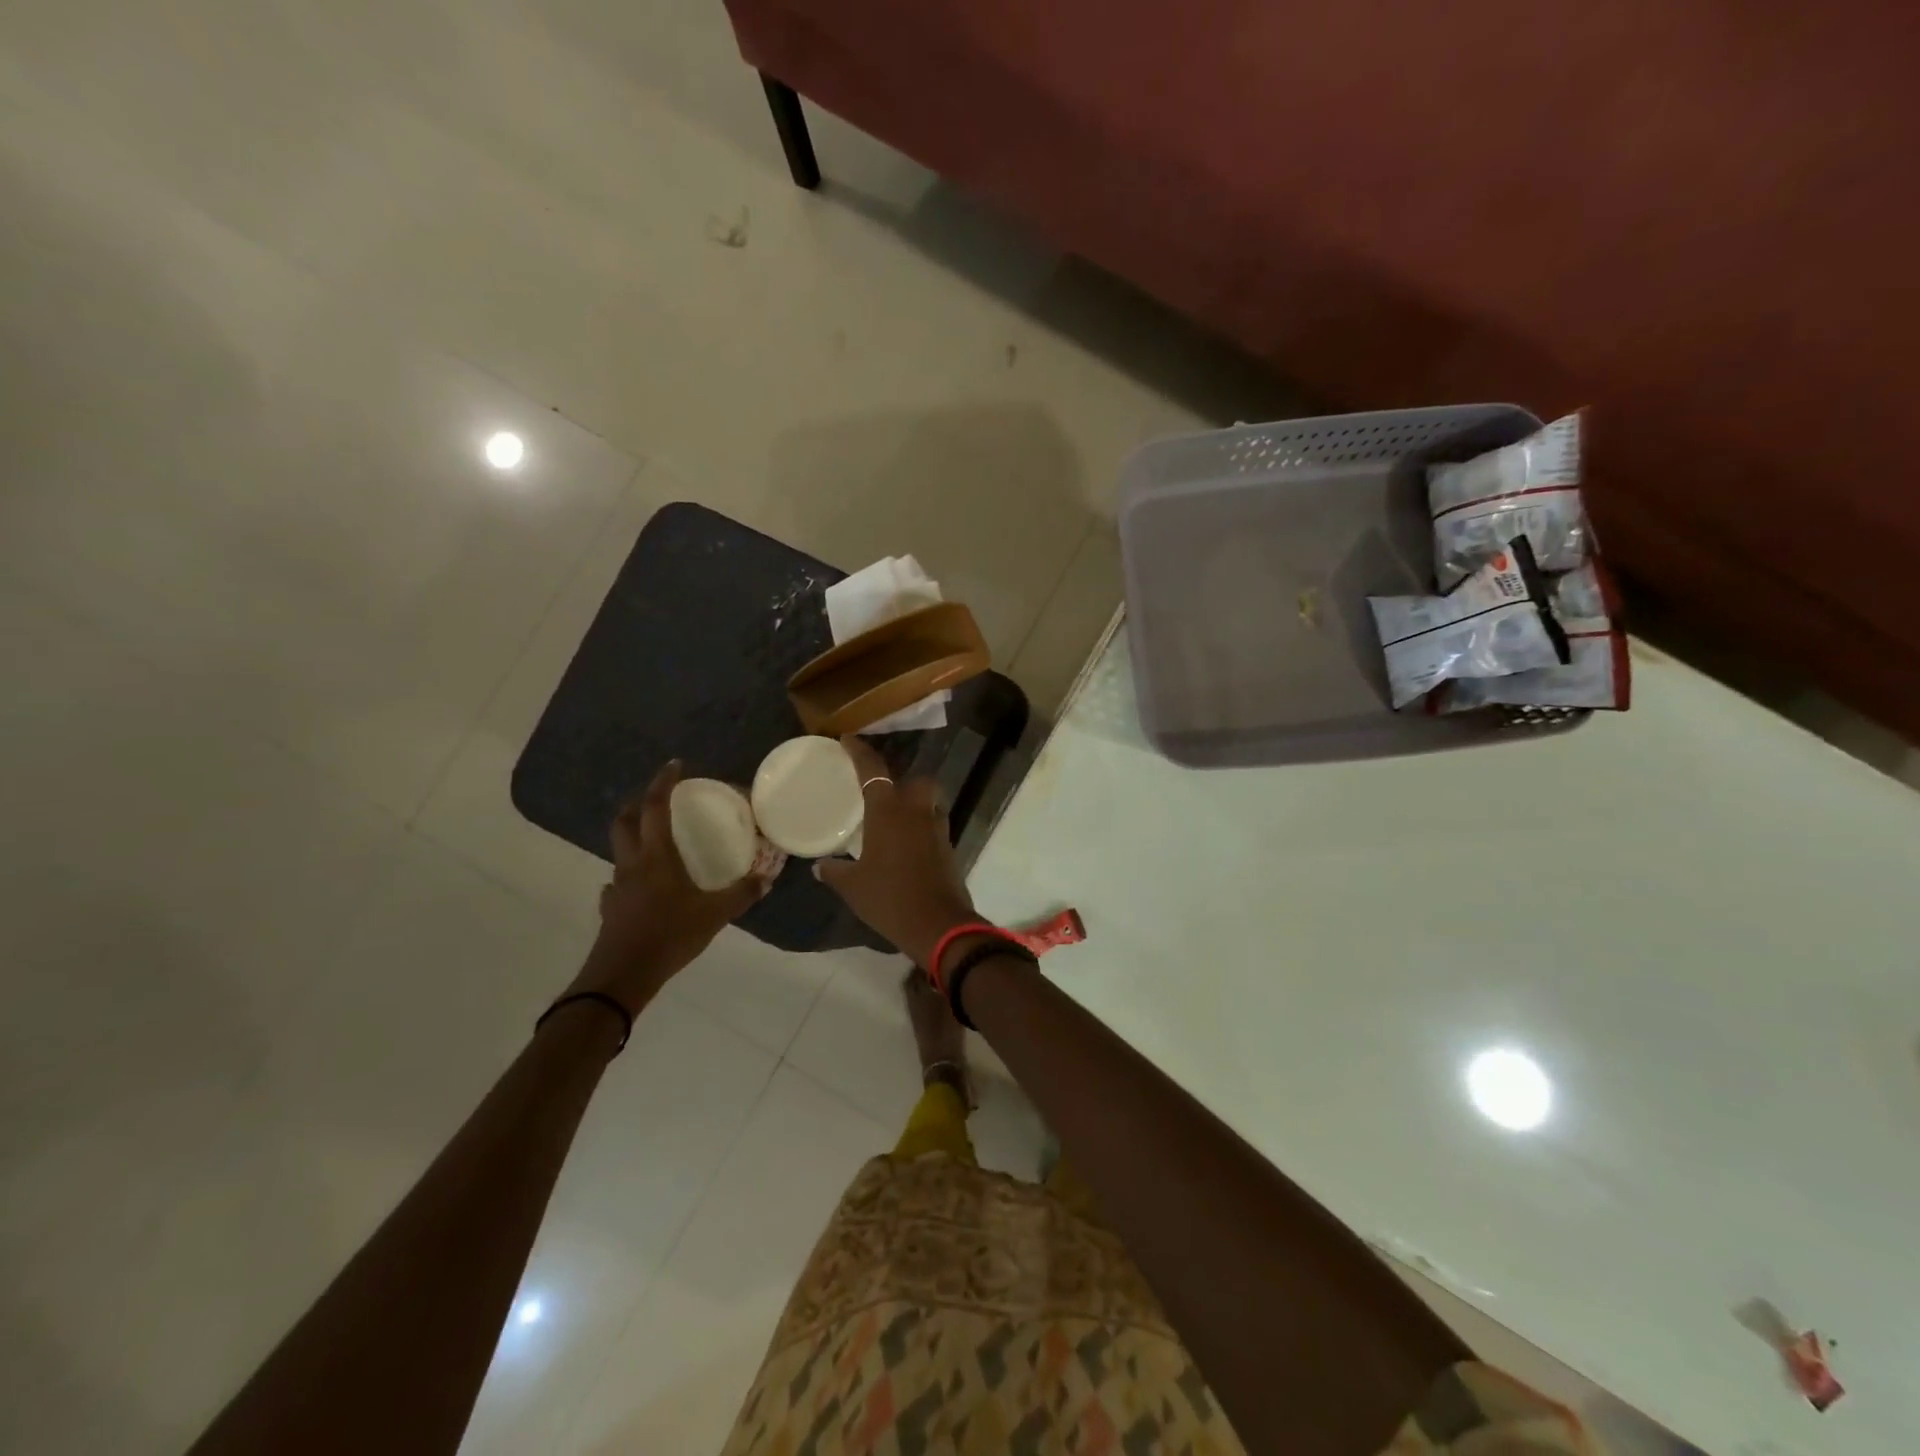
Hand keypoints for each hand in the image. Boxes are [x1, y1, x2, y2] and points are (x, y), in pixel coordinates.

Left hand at [568, 761, 770, 1011]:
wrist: (622, 977)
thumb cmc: (669, 936)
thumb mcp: (714, 915)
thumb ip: (742, 894)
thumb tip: (767, 877)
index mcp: (656, 857)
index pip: (656, 807)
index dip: (663, 782)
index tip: (675, 765)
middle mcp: (632, 864)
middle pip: (624, 821)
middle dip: (637, 804)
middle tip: (657, 800)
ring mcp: (617, 886)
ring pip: (619, 850)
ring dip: (634, 837)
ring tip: (657, 842)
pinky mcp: (611, 908)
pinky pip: (617, 883)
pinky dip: (629, 875)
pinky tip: (644, 888)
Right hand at [815, 735, 977, 965]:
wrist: (939, 925)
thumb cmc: (890, 898)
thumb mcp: (853, 887)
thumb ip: (835, 872)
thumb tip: (819, 866)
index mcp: (888, 811)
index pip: (872, 770)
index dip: (859, 752)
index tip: (848, 740)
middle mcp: (916, 811)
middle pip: (917, 779)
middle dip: (903, 778)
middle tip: (884, 790)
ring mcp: (937, 828)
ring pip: (929, 801)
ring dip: (916, 803)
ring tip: (895, 818)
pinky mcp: (949, 847)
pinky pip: (934, 825)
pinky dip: (922, 827)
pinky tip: (907, 844)